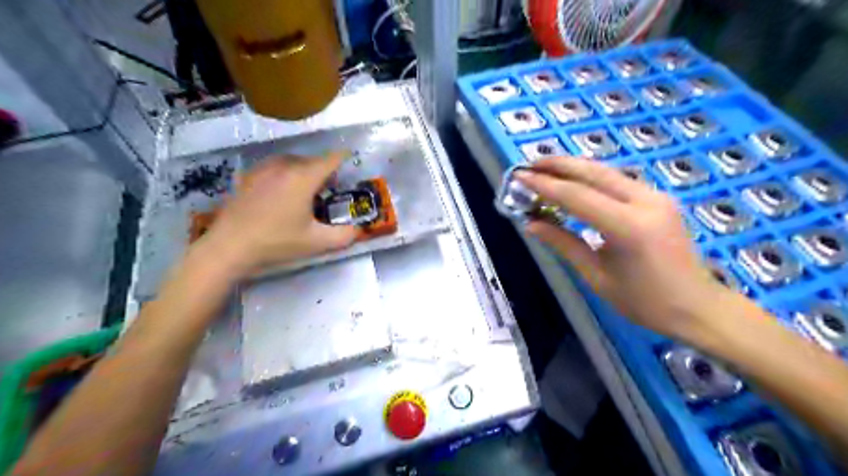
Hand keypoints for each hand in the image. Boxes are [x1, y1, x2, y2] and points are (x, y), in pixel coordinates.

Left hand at [195, 150, 356, 278]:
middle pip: (312, 160)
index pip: (331, 159)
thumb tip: (357, 230)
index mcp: (304, 177)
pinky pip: (274, 167)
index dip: (344, 158)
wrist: (229, 247)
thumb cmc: (277, 242)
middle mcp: (284, 166)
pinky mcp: (248, 176)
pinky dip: (285, 174)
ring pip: (292, 161)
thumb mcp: (316, 243)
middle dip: (325, 171)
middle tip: (329, 190)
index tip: (352, 161)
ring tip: (306, 190)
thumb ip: (344, 235)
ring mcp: (263, 169)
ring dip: (304, 171)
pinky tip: (281, 192)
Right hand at [517, 156, 727, 337]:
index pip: (577, 196)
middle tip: (530, 163)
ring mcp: (656, 197)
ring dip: (575, 167)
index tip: (520, 176)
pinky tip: (575, 180)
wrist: (698, 307)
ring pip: (607, 172)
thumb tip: (531, 224)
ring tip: (546, 167)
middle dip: (559, 165)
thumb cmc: (643, 301)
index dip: (545, 185)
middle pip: (594, 173)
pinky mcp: (659, 199)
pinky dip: (592, 177)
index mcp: (628, 227)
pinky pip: (618, 181)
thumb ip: (563, 243)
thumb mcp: (596, 276)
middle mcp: (645, 202)